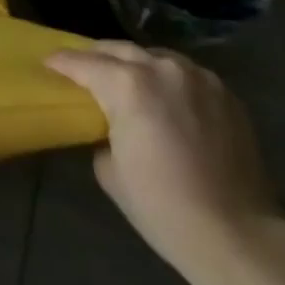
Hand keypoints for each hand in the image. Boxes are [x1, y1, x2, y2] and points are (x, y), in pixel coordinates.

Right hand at [47, 42, 282, 277]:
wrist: (237, 234)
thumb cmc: (162, 206)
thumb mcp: (109, 170)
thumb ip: (102, 132)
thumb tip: (108, 125)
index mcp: (127, 85)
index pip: (83, 63)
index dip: (61, 62)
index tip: (47, 64)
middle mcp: (162, 69)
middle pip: (118, 49)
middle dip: (96, 56)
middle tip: (81, 69)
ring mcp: (199, 78)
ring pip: (155, 56)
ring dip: (134, 64)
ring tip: (125, 81)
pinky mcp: (226, 94)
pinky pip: (186, 75)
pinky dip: (167, 80)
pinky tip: (165, 98)